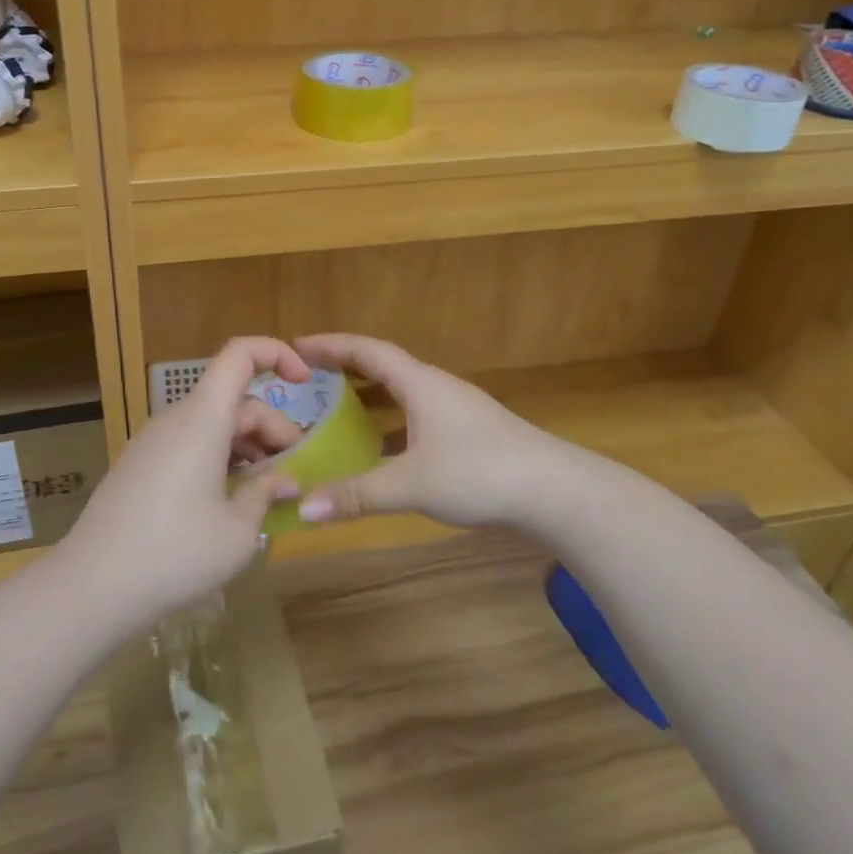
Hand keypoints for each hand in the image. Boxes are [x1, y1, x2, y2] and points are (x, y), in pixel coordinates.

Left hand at [59, 337, 309, 624]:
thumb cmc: (174, 555)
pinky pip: (190, 443)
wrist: (90, 588)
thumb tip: (287, 480)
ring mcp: (153, 441)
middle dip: (272, 428)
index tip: (307, 382)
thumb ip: (267, 494)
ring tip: (266, 491)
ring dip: (247, 446)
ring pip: (213, 423)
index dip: (277, 353)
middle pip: (234, 399)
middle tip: (294, 475)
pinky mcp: (140, 464)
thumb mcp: (237, 532)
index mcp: (202, 419)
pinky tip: (228, 501)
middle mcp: (176, 418)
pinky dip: (220, 457)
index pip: (240, 354)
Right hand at [290, 333, 579, 531]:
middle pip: (382, 368)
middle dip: (344, 370)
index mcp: (420, 384)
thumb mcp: (412, 483)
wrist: (556, 492)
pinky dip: (390, 428)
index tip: (296, 345)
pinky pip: (415, 420)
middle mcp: (435, 388)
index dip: (331, 345)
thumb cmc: (481, 472)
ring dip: (368, 400)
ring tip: (333, 414)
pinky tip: (379, 454)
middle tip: (307, 379)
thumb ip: (357, 495)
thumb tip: (304, 509)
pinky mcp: (468, 436)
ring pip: (401, 396)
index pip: (367, 351)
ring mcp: (455, 412)